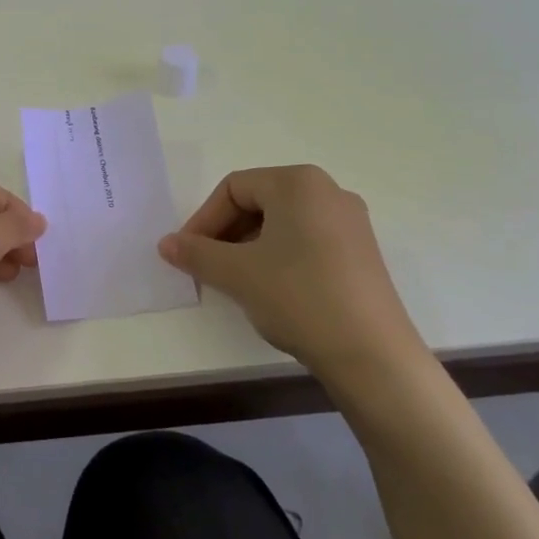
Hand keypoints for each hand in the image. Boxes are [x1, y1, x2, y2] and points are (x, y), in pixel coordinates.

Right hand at [158, 165, 428, 399]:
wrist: (373, 356)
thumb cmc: (298, 297)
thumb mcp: (237, 274)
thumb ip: (196, 253)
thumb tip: (165, 243)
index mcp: (298, 182)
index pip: (233, 188)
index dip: (203, 220)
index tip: (186, 254)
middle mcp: (328, 191)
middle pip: (259, 201)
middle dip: (226, 233)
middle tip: (206, 268)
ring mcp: (350, 222)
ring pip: (282, 223)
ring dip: (249, 247)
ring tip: (235, 282)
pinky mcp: (361, 253)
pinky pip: (307, 241)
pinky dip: (278, 257)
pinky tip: (271, 290)